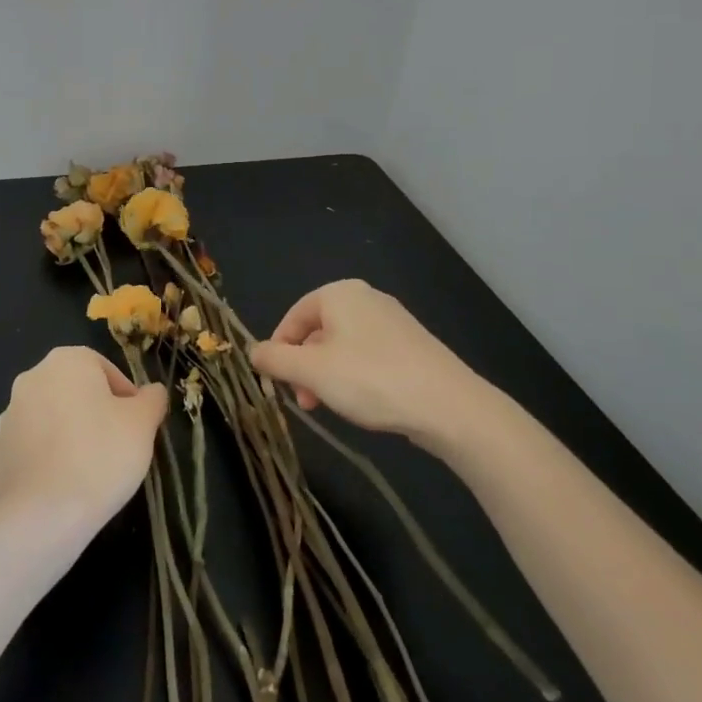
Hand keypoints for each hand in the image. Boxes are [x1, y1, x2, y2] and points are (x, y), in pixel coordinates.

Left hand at [0, 347, 167, 527]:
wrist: (43, 515)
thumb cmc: (101, 456)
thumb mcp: (143, 423)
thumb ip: (152, 400)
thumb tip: (152, 392)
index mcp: (66, 362)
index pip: (105, 370)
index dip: (125, 398)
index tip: (136, 427)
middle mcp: (30, 380)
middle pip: (73, 393)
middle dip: (93, 415)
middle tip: (115, 448)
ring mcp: (6, 419)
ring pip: (48, 422)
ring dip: (65, 437)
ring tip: (87, 473)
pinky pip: (26, 453)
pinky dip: (41, 464)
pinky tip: (58, 489)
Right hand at [250, 280, 484, 441]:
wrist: (448, 405)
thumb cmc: (371, 379)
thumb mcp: (311, 371)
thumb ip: (275, 359)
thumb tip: (253, 351)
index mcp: (339, 294)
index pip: (293, 317)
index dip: (278, 349)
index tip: (276, 383)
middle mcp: (366, 298)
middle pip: (318, 332)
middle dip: (304, 367)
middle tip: (304, 402)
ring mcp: (392, 321)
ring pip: (342, 347)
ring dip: (327, 376)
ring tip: (329, 408)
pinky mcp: (411, 345)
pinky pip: (368, 356)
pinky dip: (354, 377)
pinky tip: (362, 403)